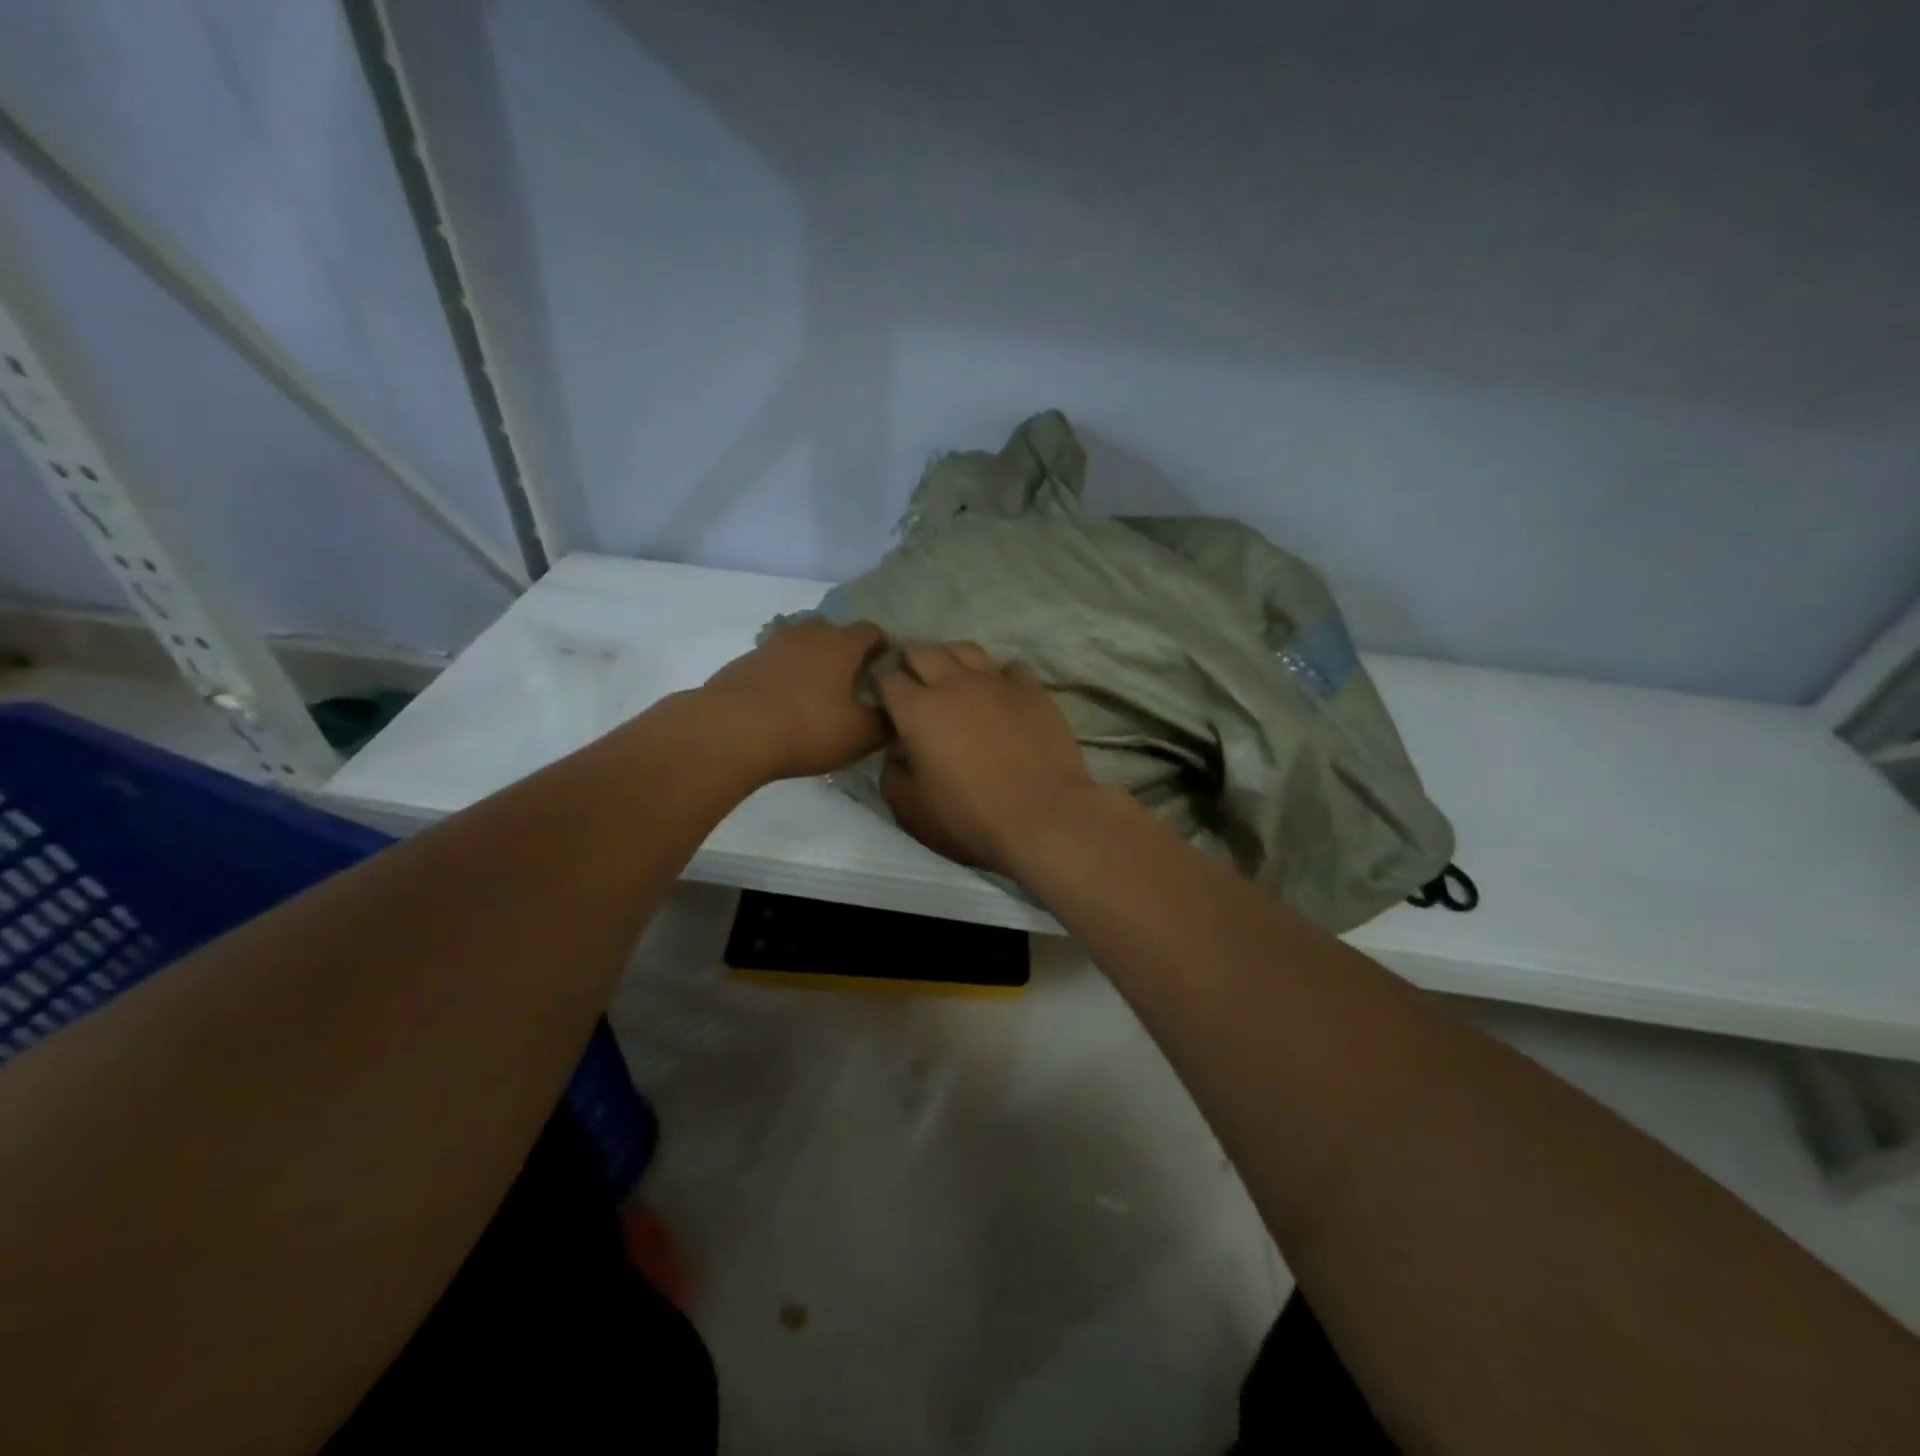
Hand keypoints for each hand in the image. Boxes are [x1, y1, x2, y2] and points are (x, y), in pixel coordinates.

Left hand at [700, 618, 887, 780]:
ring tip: (815, 692)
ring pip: (799, 643)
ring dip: (810, 660)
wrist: (731, 731)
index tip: (885, 669)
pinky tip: (782, 703)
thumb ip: (886, 722)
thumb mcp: (860, 734)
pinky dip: (783, 675)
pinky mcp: (743, 663)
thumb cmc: (807, 727)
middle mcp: (807, 634)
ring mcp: (771, 645)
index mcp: (841, 644)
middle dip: (843, 650)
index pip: (871, 631)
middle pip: (832, 630)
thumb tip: (896, 714)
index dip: (882, 647)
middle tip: (850, 681)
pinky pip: (773, 662)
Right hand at [875, 641, 1107, 876]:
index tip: (882, 696)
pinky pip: (1011, 668)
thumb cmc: (969, 817)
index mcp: (917, 710)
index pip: (887, 678)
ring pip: (966, 649)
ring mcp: (996, 682)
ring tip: (953, 673)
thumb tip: (896, 753)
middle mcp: (953, 684)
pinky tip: (1001, 691)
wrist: (1042, 817)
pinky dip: (1000, 675)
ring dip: (952, 657)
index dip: (880, 684)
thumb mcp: (912, 810)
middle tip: (913, 677)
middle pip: (924, 651)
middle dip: (911, 659)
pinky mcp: (1032, 689)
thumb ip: (893, 775)